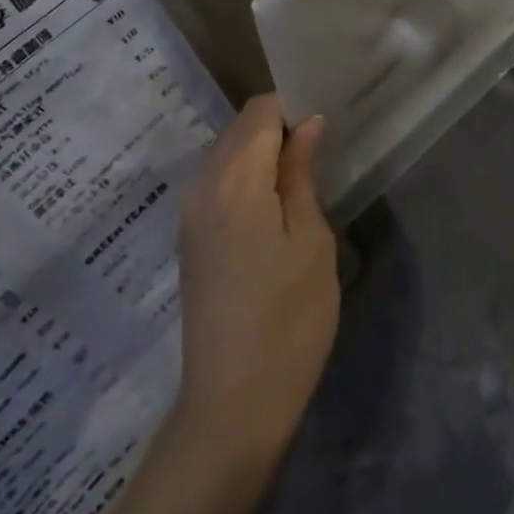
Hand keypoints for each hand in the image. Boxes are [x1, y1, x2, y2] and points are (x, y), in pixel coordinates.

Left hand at [172, 95, 339, 478]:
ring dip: (261, 152)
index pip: (259, 112)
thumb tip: (307, 123)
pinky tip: (273, 202)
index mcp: (234, 182)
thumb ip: (301, 174)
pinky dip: (245, 175)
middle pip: (239, 128)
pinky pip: (217, 181)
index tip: (324, 124)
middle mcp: (202, 186)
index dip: (292, 107)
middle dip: (277, 126)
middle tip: (319, 149)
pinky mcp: (189, 236)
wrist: (232, 406)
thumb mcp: (311, 242)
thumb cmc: (289, 321)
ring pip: (227, 153)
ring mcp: (190, 212)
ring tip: (301, 176)